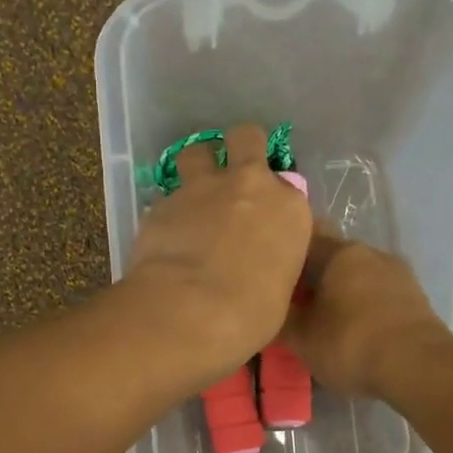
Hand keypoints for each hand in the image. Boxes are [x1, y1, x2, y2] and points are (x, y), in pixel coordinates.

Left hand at [122, 123, 312, 380]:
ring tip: (193, 196)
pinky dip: (169, 212)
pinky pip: (167, 197)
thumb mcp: (280, 292)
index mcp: (289, 208)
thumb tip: (259, 269)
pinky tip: (166, 238)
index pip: (288, 189)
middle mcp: (249, 185)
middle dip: (240, 149)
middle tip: (232, 174)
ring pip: (197, 152)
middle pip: (246, 138)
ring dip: (197, 167)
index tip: (265, 223)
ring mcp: (202, 188)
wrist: (193, 310)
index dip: (273, 202)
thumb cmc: (251, 314)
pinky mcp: (162, 203)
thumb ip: (272, 264)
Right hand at [283, 232, 452, 397]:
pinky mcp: (416, 300)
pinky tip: (354, 330)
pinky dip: (363, 308)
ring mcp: (399, 275)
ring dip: (340, 293)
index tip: (269, 271)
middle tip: (292, 302)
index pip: (305, 238)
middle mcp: (371, 253)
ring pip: (358, 277)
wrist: (420, 368)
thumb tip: (267, 309)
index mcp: (341, 252)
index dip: (284, 253)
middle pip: (333, 258)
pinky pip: (378, 296)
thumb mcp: (302, 338)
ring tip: (323, 319)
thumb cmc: (351, 344)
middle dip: (313, 277)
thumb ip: (281, 319)